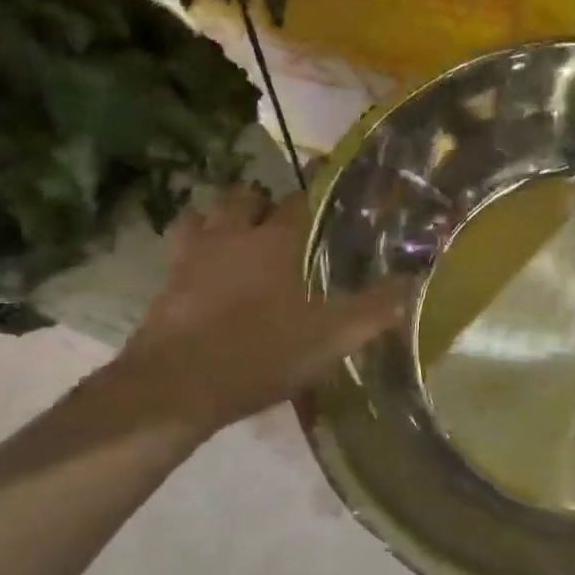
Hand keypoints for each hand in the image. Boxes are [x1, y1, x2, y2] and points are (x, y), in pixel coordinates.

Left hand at [108, 183, 410, 436]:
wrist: (175, 388)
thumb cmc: (261, 352)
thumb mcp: (331, 337)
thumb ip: (374, 308)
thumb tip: (411, 282)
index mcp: (275, 240)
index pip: (299, 199)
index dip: (316, 190)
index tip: (328, 186)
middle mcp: (231, 236)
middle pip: (242, 197)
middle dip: (259, 201)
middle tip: (277, 219)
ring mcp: (190, 258)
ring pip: (200, 216)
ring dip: (217, 218)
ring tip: (233, 235)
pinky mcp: (163, 286)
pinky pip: (176, 253)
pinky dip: (189, 252)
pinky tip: (201, 272)